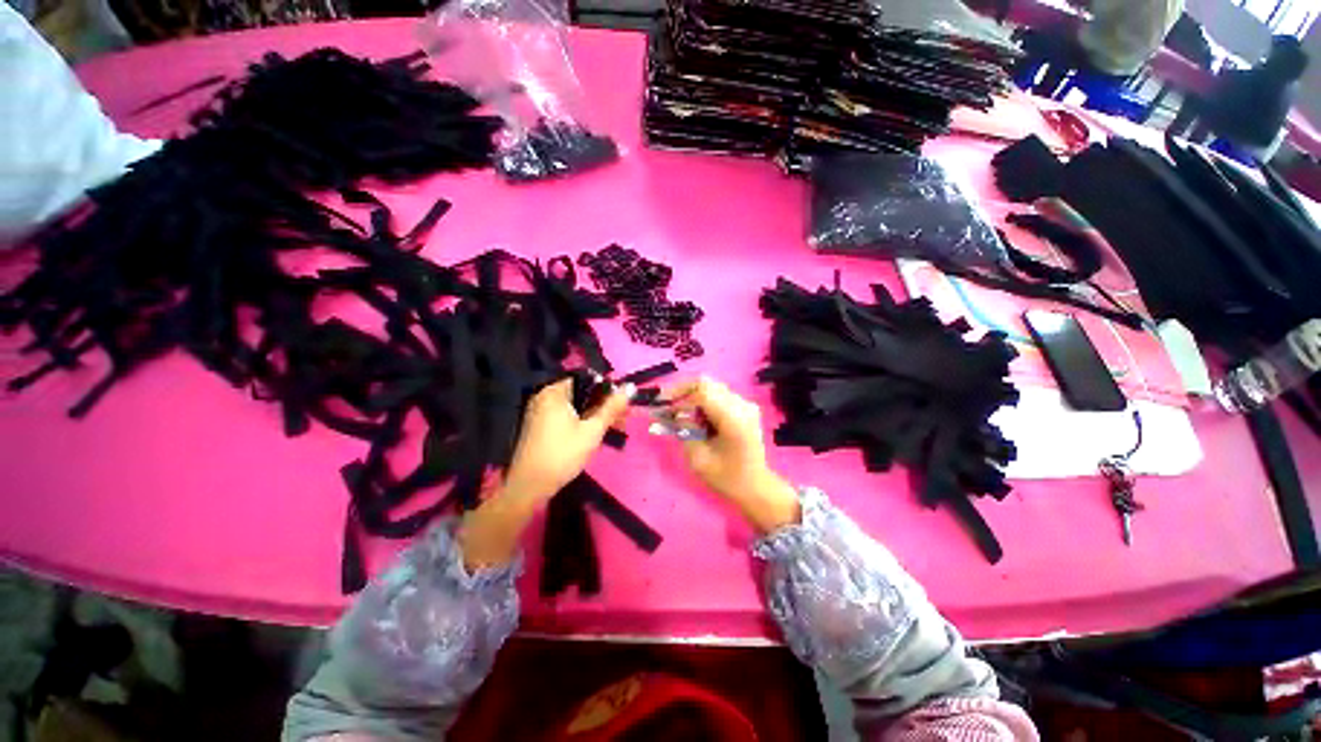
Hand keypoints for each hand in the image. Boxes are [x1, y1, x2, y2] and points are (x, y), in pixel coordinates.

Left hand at [502, 377, 631, 504]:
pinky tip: (593, 434)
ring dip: (594, 415)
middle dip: (603, 405)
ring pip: (575, 407)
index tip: (623, 405)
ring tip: (613, 429)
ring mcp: (539, 412)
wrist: (530, 486)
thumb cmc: (563, 454)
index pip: (587, 379)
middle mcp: (544, 397)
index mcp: (554, 392)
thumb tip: (630, 387)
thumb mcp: (592, 430)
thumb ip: (611, 407)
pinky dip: (580, 421)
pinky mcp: (539, 426)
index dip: (608, 390)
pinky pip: (565, 416)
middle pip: (582, 394)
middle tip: (622, 420)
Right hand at [664, 377, 800, 532]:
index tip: (662, 406)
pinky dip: (704, 402)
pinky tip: (697, 419)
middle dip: (683, 391)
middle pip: (706, 383)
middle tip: (668, 406)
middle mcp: (741, 405)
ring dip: (693, 397)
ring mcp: (745, 404)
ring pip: (711, 388)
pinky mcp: (745, 407)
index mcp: (733, 418)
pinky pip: (719, 395)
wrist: (755, 486)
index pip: (702, 390)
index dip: (678, 394)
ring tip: (681, 415)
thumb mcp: (697, 458)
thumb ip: (684, 430)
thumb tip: (673, 412)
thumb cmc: (726, 477)